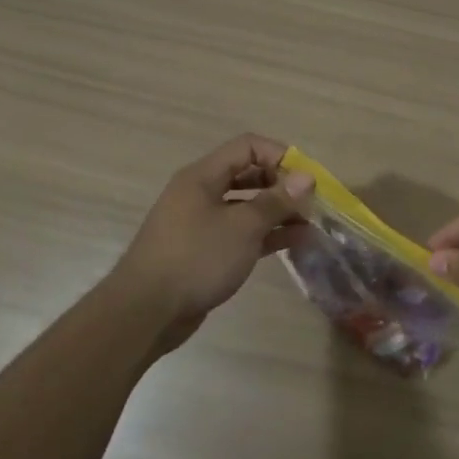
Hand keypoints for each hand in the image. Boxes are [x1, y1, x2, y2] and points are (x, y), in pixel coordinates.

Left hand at [111, 134, 312, 352]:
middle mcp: (201, 193)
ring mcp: (202, 223)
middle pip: (248, 174)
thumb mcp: (243, 226)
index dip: (280, 156)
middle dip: (282, 186)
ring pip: (247, 206)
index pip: (247, 147)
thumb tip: (306, 178)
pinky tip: (294, 242)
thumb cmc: (197, 258)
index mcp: (203, 176)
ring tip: (309, 225)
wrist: (147, 311)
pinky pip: (241, 233)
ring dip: (278, 212)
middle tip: (310, 204)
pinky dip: (266, 234)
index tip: (306, 179)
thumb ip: (276, 200)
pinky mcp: (205, 251)